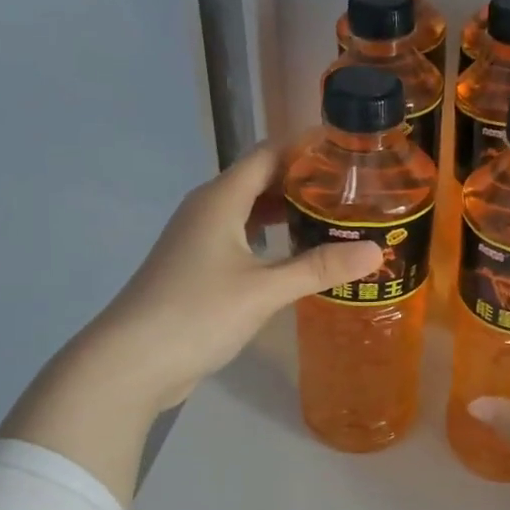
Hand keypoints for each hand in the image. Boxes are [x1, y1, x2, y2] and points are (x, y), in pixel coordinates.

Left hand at [0, 144, 380, 501]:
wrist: (132, 360)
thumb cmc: (197, 313)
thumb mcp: (264, 290)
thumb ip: (319, 268)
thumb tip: (376, 251)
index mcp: (221, 199)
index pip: (269, 154)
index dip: (306, 149)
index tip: (349, 152)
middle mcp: (207, 210)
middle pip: (261, 181)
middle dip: (304, 183)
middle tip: (352, 194)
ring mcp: (198, 240)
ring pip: (250, 213)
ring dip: (287, 214)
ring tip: (333, 223)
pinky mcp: (196, 268)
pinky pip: (241, 239)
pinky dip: (270, 241)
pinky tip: (295, 260)